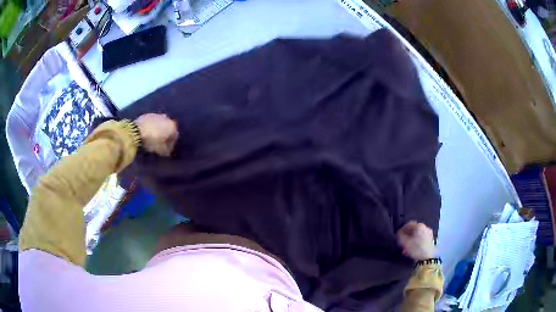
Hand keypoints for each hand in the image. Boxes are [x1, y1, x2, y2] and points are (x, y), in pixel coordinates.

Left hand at [134, 113, 178, 156]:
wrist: (136, 131)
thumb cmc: (151, 141)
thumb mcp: (160, 150)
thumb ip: (166, 151)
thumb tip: (167, 152)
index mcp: (172, 126)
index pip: (175, 136)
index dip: (171, 144)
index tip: (167, 150)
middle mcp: (167, 118)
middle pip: (168, 128)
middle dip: (165, 135)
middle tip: (160, 143)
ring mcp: (157, 115)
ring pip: (160, 124)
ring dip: (158, 130)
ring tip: (153, 137)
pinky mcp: (148, 114)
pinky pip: (152, 122)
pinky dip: (152, 126)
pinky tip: (147, 133)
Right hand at [397, 221, 435, 260]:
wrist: (427, 258)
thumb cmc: (416, 249)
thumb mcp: (405, 243)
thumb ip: (400, 236)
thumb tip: (398, 233)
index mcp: (419, 226)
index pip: (409, 224)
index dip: (402, 229)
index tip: (398, 236)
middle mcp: (425, 227)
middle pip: (414, 230)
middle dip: (407, 236)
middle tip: (402, 242)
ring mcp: (429, 234)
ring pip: (417, 235)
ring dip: (411, 240)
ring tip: (406, 248)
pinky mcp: (431, 241)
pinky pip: (421, 239)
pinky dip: (416, 242)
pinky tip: (412, 250)